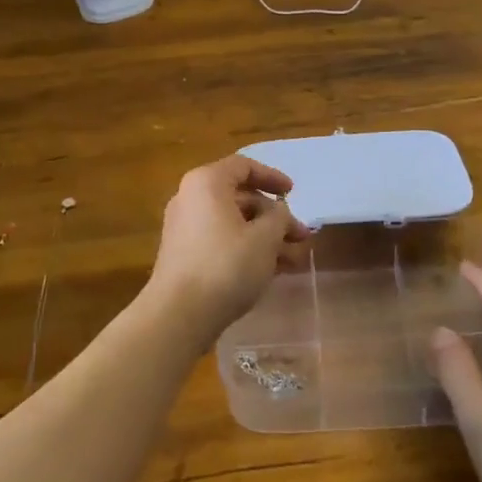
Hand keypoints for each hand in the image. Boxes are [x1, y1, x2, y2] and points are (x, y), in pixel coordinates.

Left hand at [145, 155, 312, 342]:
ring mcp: (185, 228)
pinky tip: (272, 271)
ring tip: (294, 259)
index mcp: (207, 183)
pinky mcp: (184, 255)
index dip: (272, 177)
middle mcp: (191, 199)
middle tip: (302, 236)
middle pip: (240, 198)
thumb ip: (279, 218)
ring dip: (265, 237)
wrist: (179, 314)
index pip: (243, 166)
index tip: (293, 193)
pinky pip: (221, 242)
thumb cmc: (226, 266)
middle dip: (274, 217)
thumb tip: (278, 212)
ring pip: (233, 224)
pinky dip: (246, 250)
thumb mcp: (265, 238)